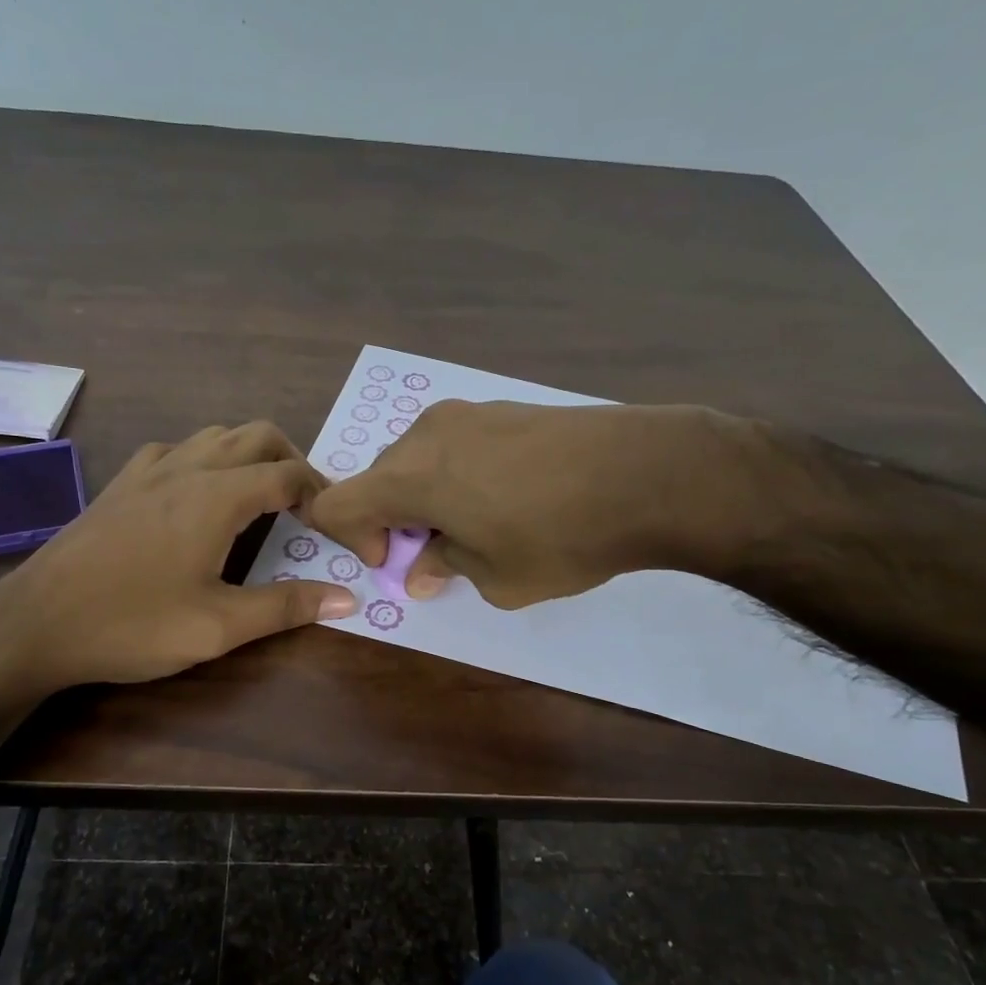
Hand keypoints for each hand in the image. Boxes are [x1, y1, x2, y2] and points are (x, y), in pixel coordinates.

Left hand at [0, 422, 356, 701]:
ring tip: (260, 497)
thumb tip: (347, 598)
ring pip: (214, 436)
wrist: (35, 624)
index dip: (320, 492)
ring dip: (248, 455)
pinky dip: (203, 459)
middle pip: (256, 435)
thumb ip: (286, 607)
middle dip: (292, 460)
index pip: (287, 473)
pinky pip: (175, 450)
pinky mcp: (120, 484)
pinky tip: (196, 495)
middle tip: (305, 505)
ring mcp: (147, 471)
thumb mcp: (218, 626)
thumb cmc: (132, 625)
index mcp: (216, 497)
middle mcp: (186, 468)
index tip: (332, 523)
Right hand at [305, 400, 776, 608]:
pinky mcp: (504, 406)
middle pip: (378, 479)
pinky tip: (509, 497)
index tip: (396, 560)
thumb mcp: (496, 578)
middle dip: (393, 520)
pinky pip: (454, 444)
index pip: (336, 503)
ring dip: (427, 497)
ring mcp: (467, 413)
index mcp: (409, 476)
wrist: (649, 473)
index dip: (351, 539)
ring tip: (479, 526)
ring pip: (418, 459)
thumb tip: (421, 570)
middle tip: (439, 553)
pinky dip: (457, 475)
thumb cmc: (560, 537)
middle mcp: (427, 435)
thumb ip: (445, 568)